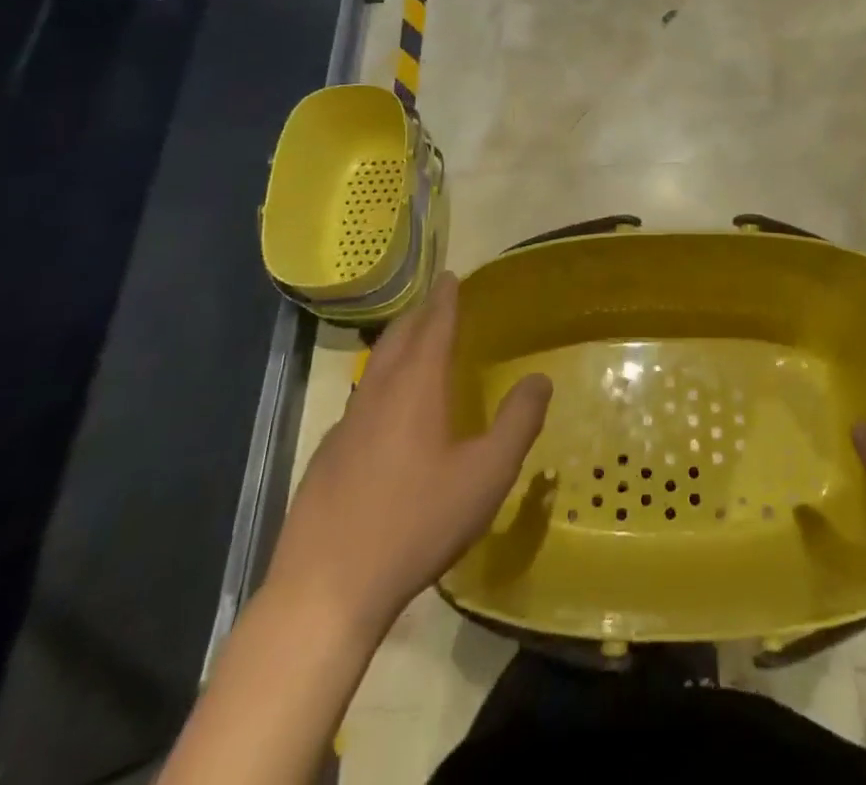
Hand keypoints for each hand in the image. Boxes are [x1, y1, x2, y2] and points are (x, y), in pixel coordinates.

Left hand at [266, 272, 551, 642]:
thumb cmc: (416, 523)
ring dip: (396, 347)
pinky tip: (385, 413)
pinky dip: (379, 385)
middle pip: (397, 338)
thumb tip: (539, 379)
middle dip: (418, 314)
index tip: (450, 276)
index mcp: (415, 387)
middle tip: (435, 300)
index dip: (445, 299)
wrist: (326, 589)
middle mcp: (377, 394)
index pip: (433, 326)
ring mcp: (345, 426)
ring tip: (413, 345)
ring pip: (374, 369)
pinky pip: (359, 401)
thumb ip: (518, 422)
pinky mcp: (326, 458)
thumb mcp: (486, 475)